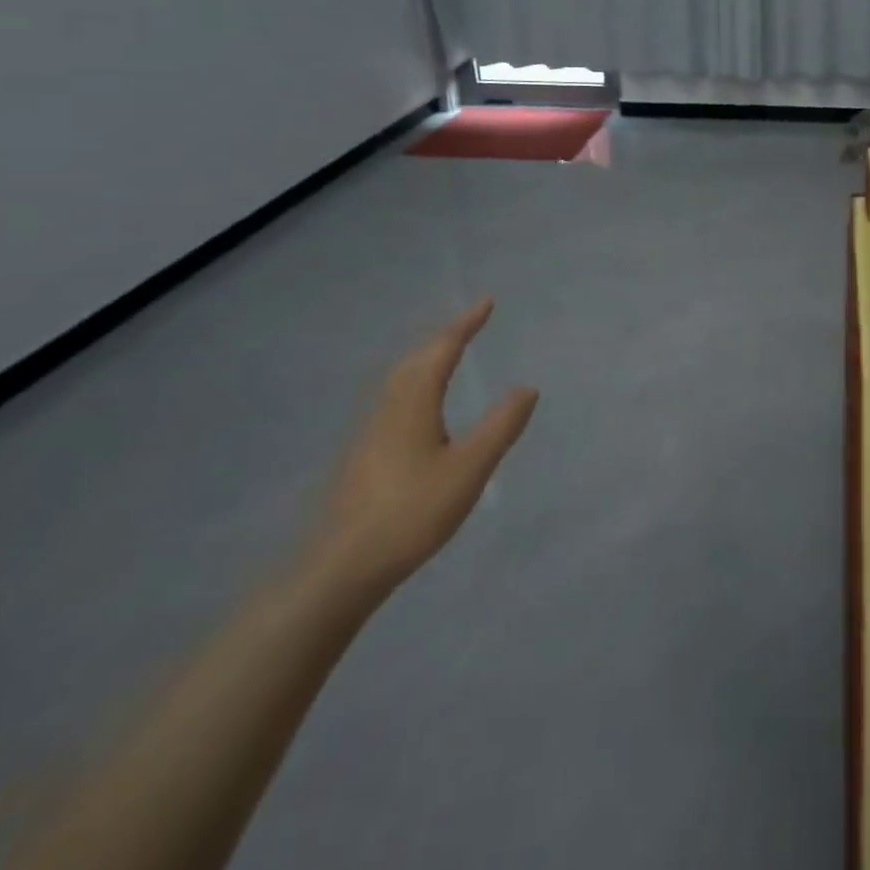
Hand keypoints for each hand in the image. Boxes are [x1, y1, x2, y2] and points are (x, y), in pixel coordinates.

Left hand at [305, 299, 537, 600]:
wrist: (341, 567)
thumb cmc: (411, 512)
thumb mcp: (469, 469)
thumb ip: (500, 427)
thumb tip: (527, 387)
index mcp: (414, 401)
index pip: (443, 349)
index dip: (466, 324)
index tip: (487, 302)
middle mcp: (389, 406)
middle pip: (417, 358)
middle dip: (445, 336)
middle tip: (471, 323)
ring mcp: (371, 430)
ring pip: (401, 378)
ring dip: (427, 357)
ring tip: (449, 354)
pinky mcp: (364, 453)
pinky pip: (395, 397)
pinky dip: (416, 382)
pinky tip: (421, 406)